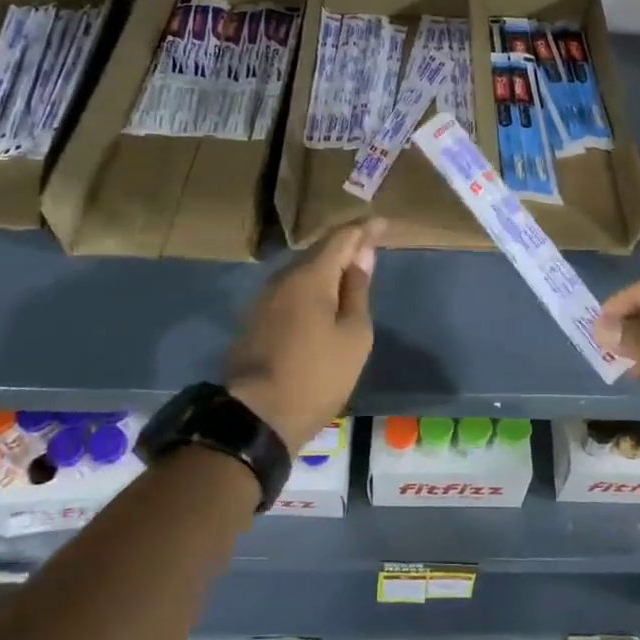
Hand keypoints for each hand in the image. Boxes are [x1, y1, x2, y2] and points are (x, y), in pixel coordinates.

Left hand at [226, 221, 380, 451]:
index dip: (364, 228)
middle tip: (370, 245)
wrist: (255, 416)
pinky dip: (312, 285)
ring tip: (351, 272)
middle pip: (320, 250)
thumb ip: (358, 290)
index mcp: (311, 276)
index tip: (384, 223)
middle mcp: (284, 277)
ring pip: (303, 270)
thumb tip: (362, 254)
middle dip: (346, 245)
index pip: (342, 237)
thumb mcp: (353, 335)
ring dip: (328, 266)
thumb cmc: (317, 375)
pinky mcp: (256, 318)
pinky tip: (324, 298)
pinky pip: (291, 289)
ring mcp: (265, 298)